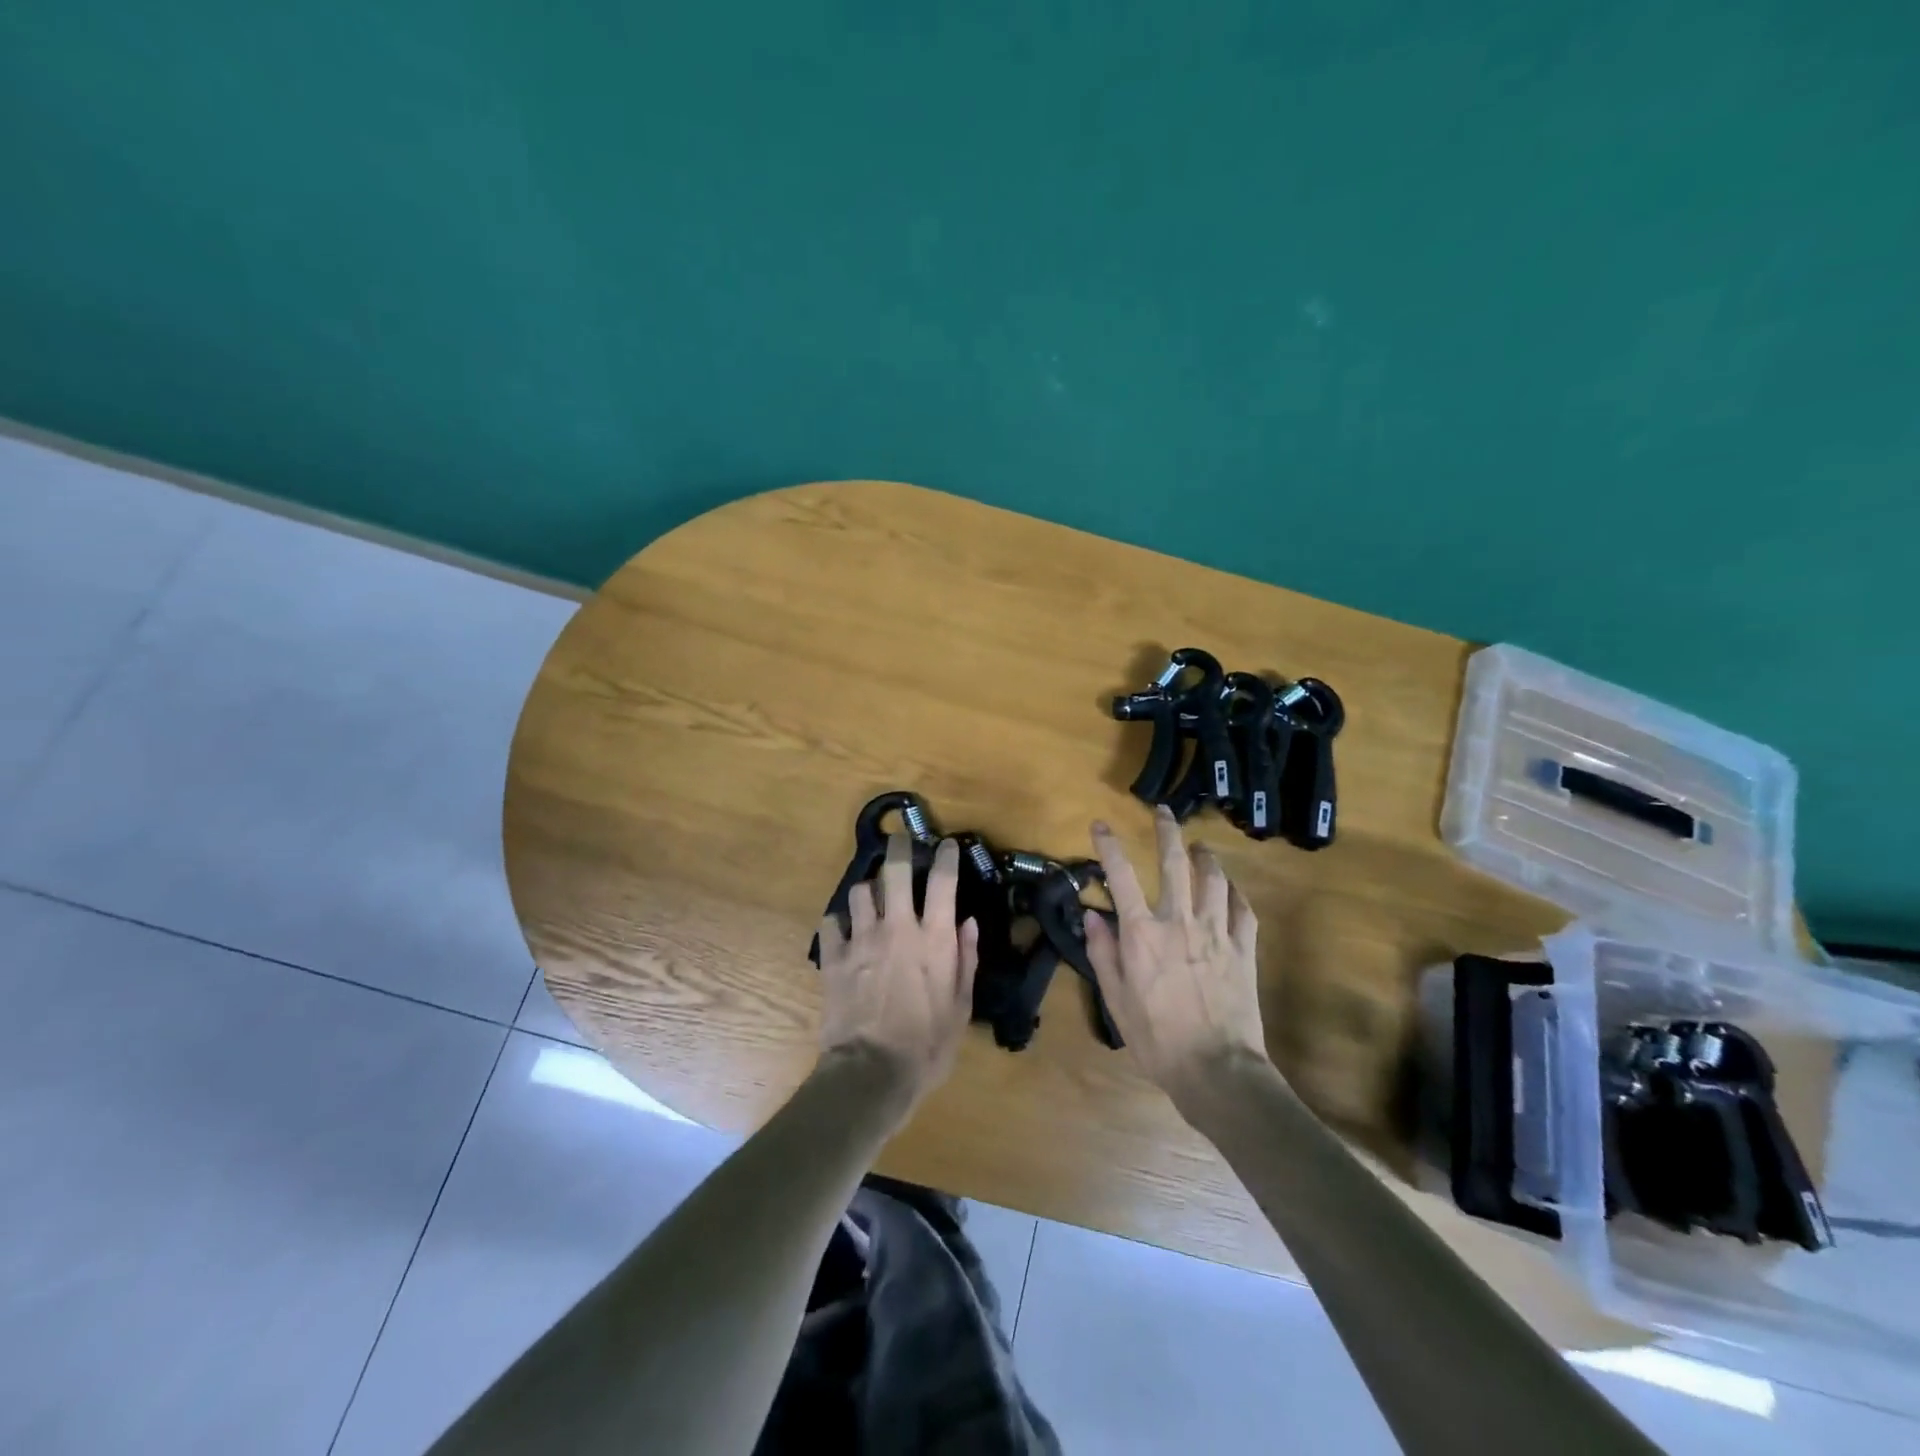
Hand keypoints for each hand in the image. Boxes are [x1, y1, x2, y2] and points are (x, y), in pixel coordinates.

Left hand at [815, 832, 979, 1116]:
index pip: (943, 881)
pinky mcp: (833, 957)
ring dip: (868, 890)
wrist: (871, 1073)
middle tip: (901, 842)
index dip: (946, 856)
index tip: (947, 844)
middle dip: (899, 849)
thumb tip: (968, 922)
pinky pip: (830, 923)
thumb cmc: (927, 1045)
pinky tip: (843, 931)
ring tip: (872, 897)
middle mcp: (897, 927)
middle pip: (894, 870)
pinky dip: (838, 923)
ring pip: (860, 891)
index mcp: (933, 938)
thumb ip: (965, 959)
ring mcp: (861, 939)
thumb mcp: (961, 1006)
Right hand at [1084, 807, 1271, 1105]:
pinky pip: (1243, 910)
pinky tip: (1231, 891)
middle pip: (1174, 863)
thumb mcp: (1116, 1000)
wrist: (1216, 1070)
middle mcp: (1179, 922)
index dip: (1109, 846)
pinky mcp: (1243, 949)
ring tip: (1200, 847)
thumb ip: (1102, 953)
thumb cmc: (1157, 1039)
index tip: (1101, 824)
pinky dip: (1236, 894)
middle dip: (1167, 831)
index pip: (1121, 877)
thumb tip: (1092, 915)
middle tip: (1164, 811)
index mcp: (1142, 934)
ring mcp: (1216, 932)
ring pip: (1214, 879)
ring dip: (1206, 857)